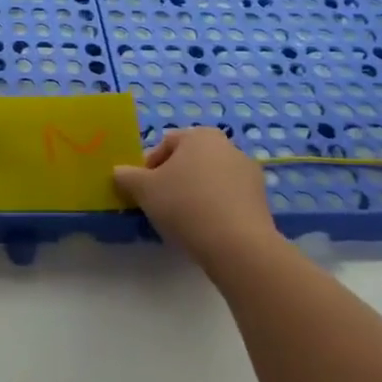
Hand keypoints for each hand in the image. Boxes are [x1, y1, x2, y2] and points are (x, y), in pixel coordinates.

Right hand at [113, 128, 280, 271]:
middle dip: (174, 179)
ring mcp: (249, 173)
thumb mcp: (144, 190)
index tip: (144, 191)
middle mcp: (228, 146)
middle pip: (190, 160)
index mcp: (200, 136)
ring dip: (195, 194)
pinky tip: (206, 230)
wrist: (238, 245)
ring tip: (183, 222)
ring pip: (210, 180)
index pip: (166, 144)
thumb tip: (119, 172)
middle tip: (161, 205)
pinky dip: (215, 209)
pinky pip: (228, 199)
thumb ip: (128, 177)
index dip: (149, 167)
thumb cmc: (185, 205)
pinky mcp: (261, 200)